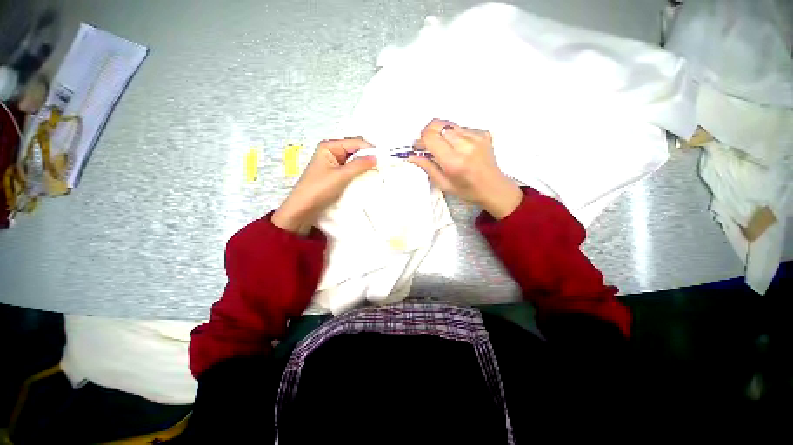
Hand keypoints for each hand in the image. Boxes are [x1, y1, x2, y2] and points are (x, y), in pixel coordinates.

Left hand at [272, 137, 375, 233]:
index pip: (355, 142)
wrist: (304, 209)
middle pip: (356, 150)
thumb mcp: (341, 176)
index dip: (370, 149)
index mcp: (330, 146)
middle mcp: (332, 152)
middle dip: (368, 157)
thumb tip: (375, 158)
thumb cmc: (317, 189)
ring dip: (365, 166)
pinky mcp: (336, 175)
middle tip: (382, 166)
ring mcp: (334, 164)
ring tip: (377, 172)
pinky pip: (352, 170)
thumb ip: (359, 165)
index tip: (383, 158)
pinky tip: (367, 178)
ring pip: (355, 161)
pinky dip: (360, 173)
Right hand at [410, 119, 521, 218]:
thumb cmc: (467, 189)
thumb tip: (412, 156)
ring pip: (448, 124)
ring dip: (440, 133)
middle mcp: (465, 145)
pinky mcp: (482, 133)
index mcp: (454, 161)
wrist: (493, 187)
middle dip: (427, 133)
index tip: (418, 147)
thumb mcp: (443, 183)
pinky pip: (460, 127)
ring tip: (442, 147)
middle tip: (426, 145)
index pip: (430, 137)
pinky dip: (453, 135)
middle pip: (437, 125)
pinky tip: (456, 147)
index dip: (420, 140)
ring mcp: (476, 137)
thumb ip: (427, 167)